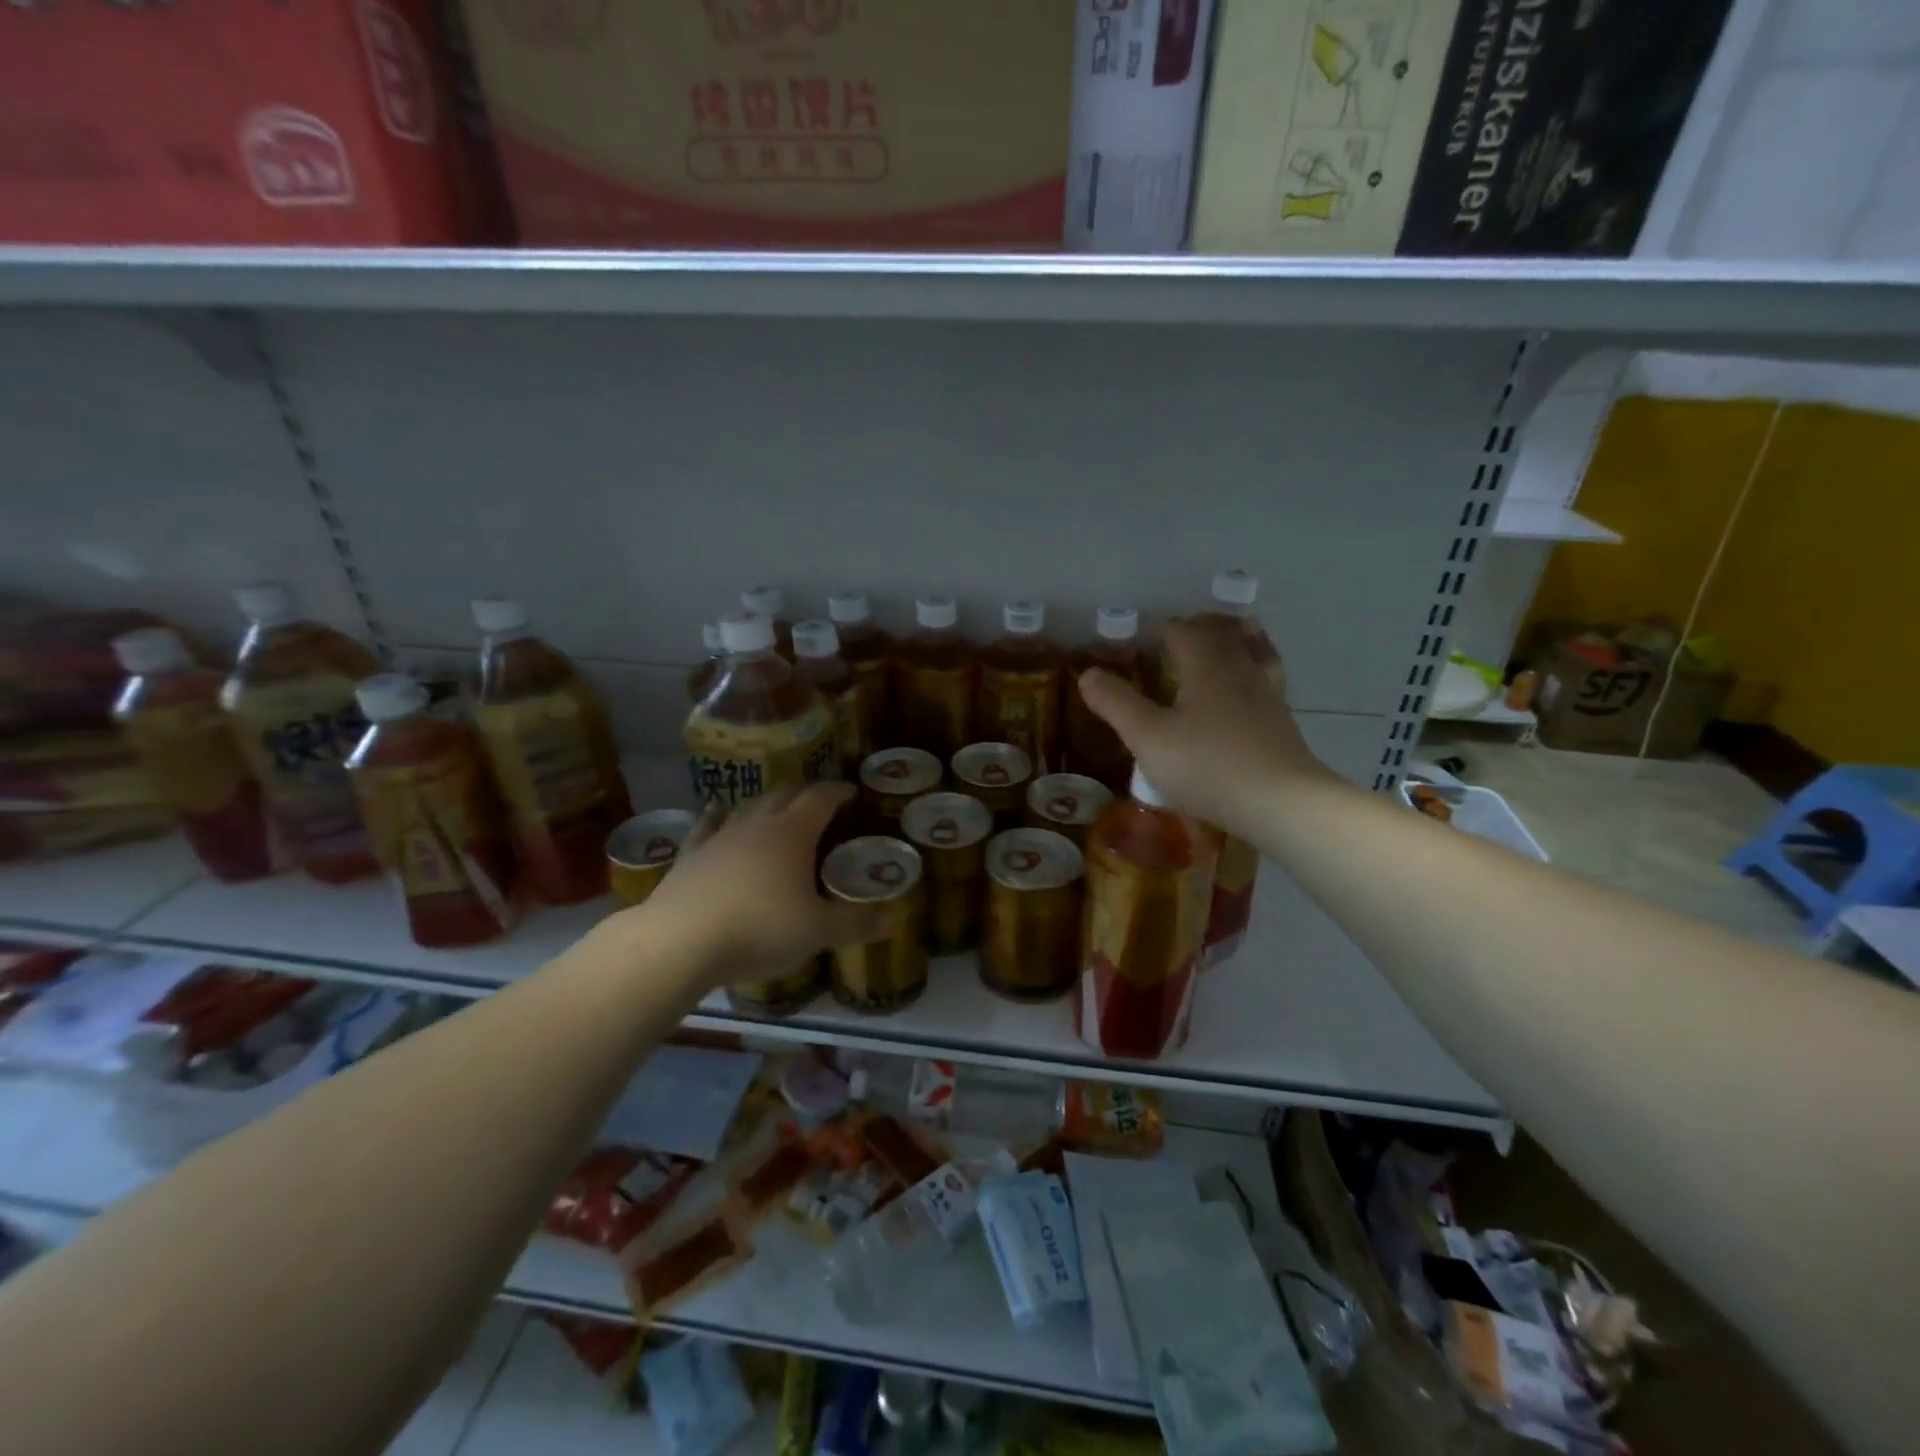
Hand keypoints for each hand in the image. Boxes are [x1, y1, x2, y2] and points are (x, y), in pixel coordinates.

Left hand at [632, 783, 887, 988]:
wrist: (681, 941)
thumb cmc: (760, 929)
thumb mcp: (817, 932)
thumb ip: (855, 924)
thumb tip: (890, 922)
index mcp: (794, 833)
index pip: (821, 798)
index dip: (838, 791)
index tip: (851, 791)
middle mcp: (758, 824)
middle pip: (784, 794)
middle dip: (804, 793)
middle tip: (818, 801)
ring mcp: (720, 836)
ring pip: (747, 806)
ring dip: (765, 802)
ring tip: (776, 806)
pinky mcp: (690, 855)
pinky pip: (708, 825)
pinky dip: (719, 816)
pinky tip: (718, 813)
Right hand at [1078, 619, 1334, 836]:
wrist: (1280, 802)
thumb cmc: (1206, 765)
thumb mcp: (1147, 737)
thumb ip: (1117, 703)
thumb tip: (1088, 673)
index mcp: (1206, 665)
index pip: (1183, 631)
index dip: (1161, 629)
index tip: (1142, 638)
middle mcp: (1240, 669)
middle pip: (1222, 634)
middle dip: (1199, 628)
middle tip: (1180, 632)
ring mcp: (1267, 695)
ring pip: (1252, 652)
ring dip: (1235, 640)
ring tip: (1226, 639)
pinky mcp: (1282, 722)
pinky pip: (1266, 679)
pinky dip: (1254, 669)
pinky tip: (1249, 688)